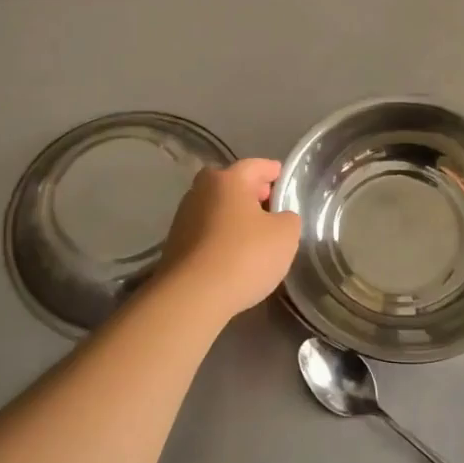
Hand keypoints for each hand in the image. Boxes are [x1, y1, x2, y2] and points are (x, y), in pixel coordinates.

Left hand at [154, 158, 300, 323]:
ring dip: (234, 216)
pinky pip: (206, 231)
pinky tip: (234, 253)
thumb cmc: (244, 256)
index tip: (282, 177)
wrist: (192, 296)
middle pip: (231, 185)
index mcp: (227, 180)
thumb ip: (288, 219)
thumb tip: (278, 219)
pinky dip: (221, 235)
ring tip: (254, 233)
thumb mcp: (285, 235)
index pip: (255, 166)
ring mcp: (183, 218)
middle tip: (270, 205)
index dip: (272, 171)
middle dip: (251, 192)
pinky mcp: (175, 244)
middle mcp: (201, 191)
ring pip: (216, 208)